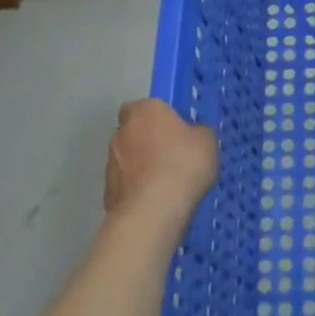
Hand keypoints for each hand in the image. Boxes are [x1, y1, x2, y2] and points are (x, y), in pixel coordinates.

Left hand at [106, 99, 218, 237]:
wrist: (154, 210)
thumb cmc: (183, 163)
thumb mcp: (207, 141)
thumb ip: (197, 132)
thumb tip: (193, 134)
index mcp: (145, 111)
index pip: (144, 106)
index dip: (158, 117)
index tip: (174, 130)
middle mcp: (121, 132)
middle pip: (133, 132)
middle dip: (147, 142)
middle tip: (171, 157)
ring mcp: (110, 163)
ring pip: (126, 159)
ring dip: (140, 167)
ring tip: (165, 185)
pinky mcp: (107, 192)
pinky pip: (125, 186)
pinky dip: (136, 191)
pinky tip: (155, 203)